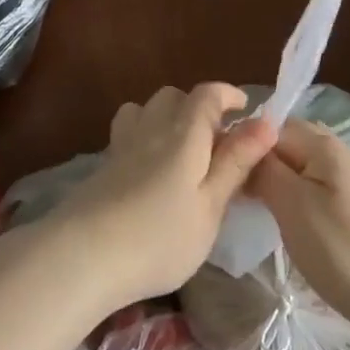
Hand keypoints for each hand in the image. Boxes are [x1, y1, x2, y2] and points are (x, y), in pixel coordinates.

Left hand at [53, 84, 276, 311]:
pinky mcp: (103, 164)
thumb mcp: (210, 207)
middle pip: (174, 96)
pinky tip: (150, 170)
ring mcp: (122, 144)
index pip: (207, 94)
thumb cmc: (159, 238)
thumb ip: (235, 163)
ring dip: (167, 118)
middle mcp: (151, 127)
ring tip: (182, 152)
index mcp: (184, 134)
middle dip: (198, 108)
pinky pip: (128, 131)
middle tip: (217, 143)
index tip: (245, 111)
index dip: (228, 95)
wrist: (83, 255)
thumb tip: (266, 123)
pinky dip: (145, 135)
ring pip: (146, 109)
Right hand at [248, 118, 349, 328]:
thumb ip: (264, 169)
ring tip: (249, 204)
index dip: (241, 144)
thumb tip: (244, 150)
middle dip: (256, 160)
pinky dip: (290, 196)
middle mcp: (336, 152)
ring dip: (273, 179)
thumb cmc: (343, 249)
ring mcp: (347, 179)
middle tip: (231, 188)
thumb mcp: (293, 205)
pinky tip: (280, 218)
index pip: (267, 126)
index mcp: (321, 144)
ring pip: (297, 166)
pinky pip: (310, 186)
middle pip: (284, 142)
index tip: (219, 172)